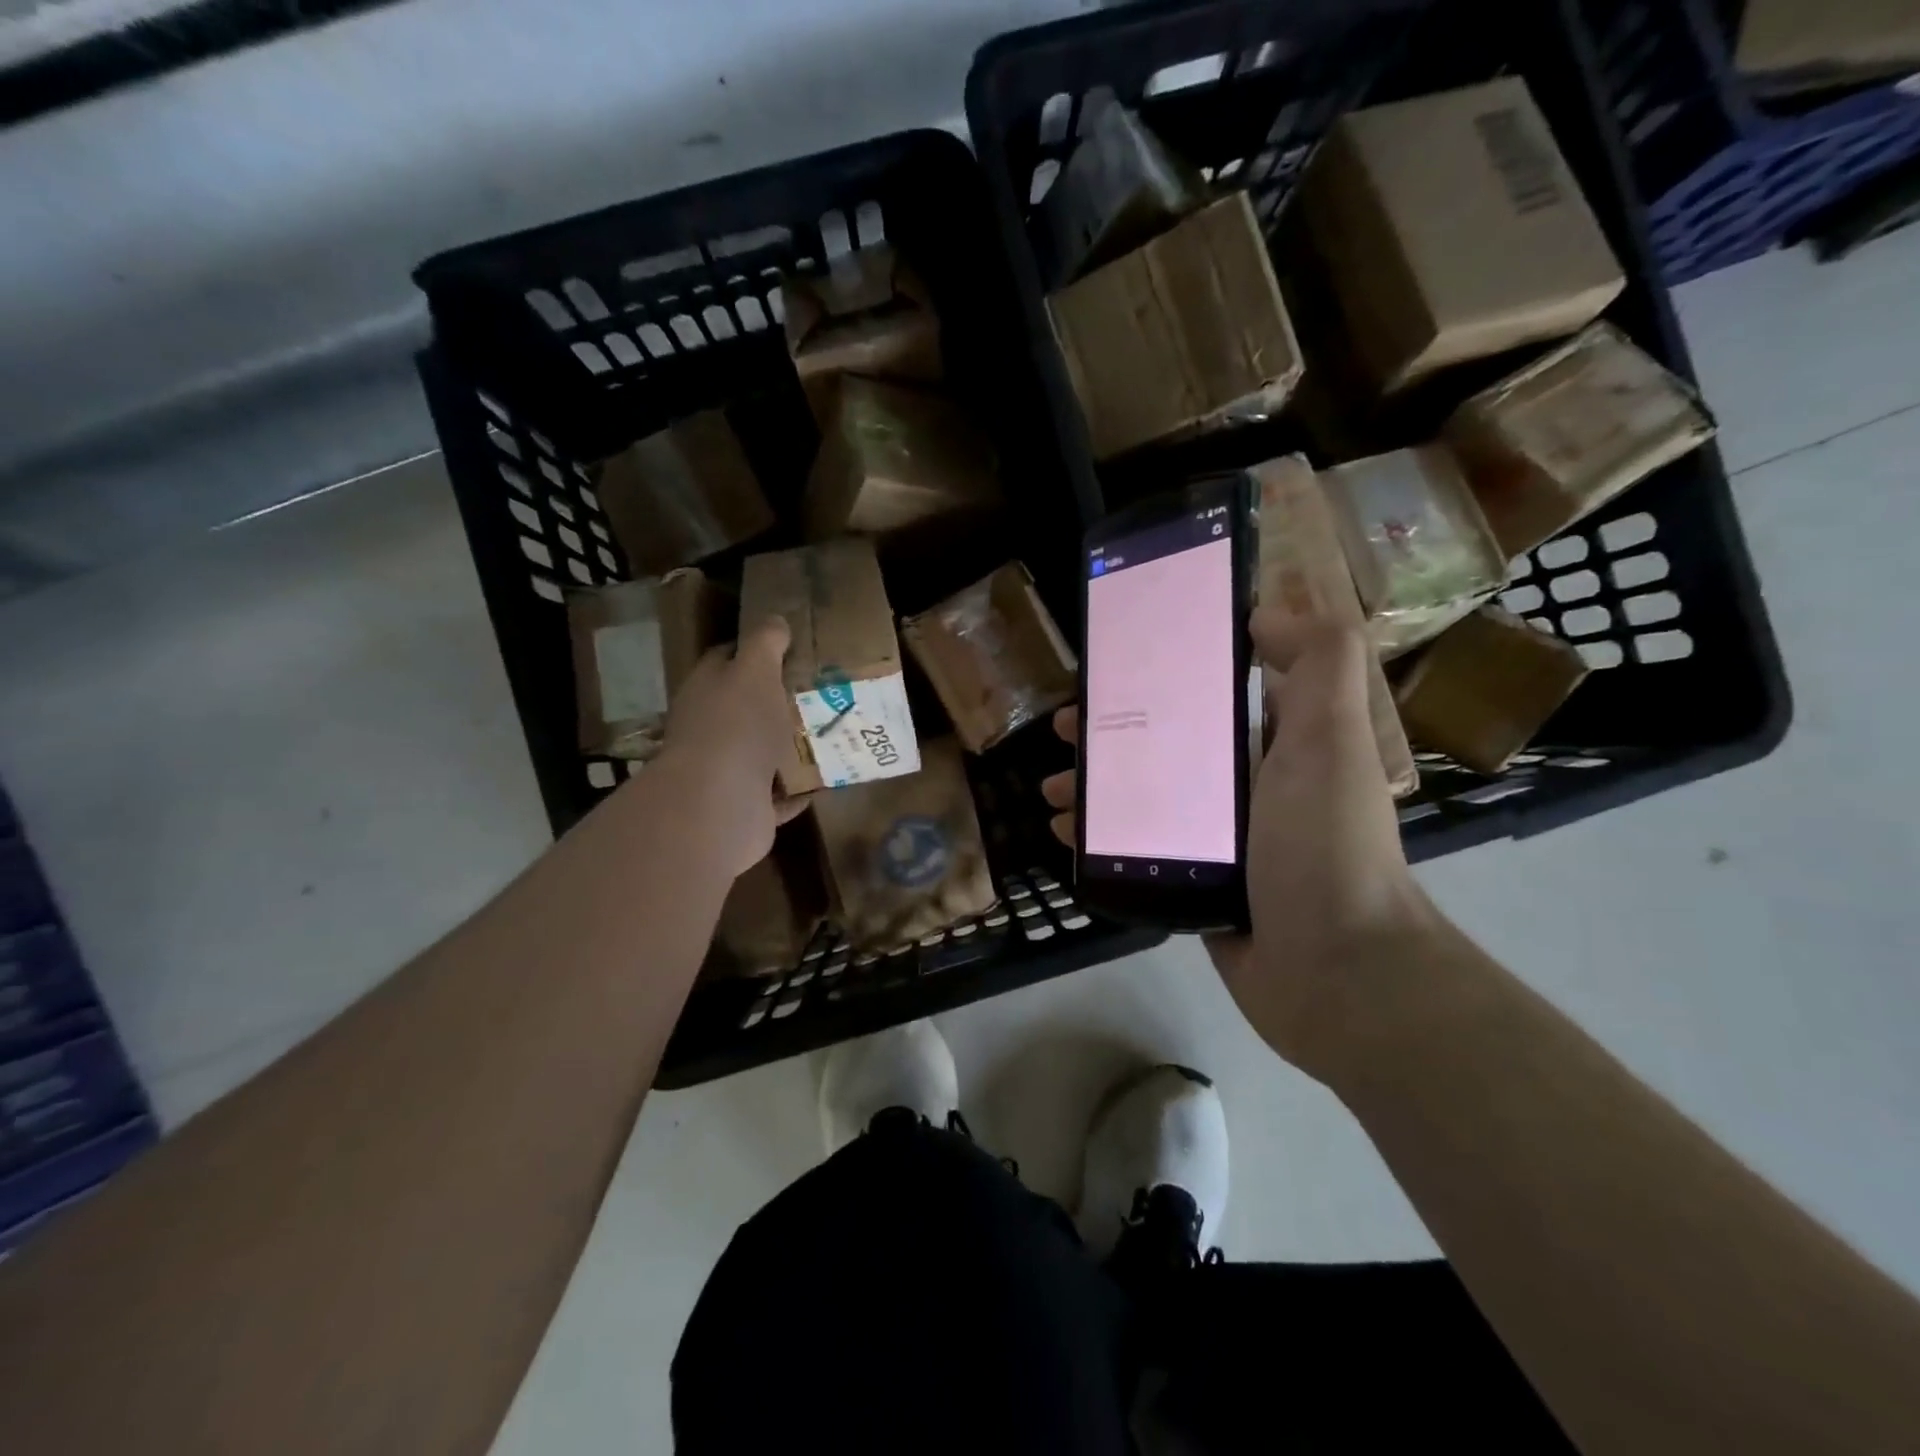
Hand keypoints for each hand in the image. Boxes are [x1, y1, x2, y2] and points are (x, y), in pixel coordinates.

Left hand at [658, 617, 809, 877]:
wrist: (719, 803)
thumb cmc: (737, 725)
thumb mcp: (755, 670)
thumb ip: (765, 643)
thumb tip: (775, 619)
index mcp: (707, 689)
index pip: (726, 659)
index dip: (756, 650)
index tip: (791, 647)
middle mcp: (710, 729)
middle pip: (746, 708)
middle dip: (779, 701)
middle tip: (822, 691)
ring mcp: (725, 771)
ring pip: (762, 752)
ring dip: (791, 747)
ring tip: (832, 732)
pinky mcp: (745, 806)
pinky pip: (777, 795)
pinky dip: (797, 790)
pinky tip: (826, 780)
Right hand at [1042, 608, 1435, 1076]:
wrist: (1336, 972)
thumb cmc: (1324, 844)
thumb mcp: (1330, 738)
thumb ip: (1319, 662)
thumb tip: (1265, 613)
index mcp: (1279, 746)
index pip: (1213, 695)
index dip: (1164, 676)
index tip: (1115, 669)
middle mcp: (1249, 788)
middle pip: (1167, 746)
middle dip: (1113, 733)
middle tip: (1066, 729)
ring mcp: (1221, 841)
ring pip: (1145, 798)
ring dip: (1097, 787)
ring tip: (1053, 789)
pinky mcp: (1196, 885)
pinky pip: (1139, 850)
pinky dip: (1101, 839)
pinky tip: (1065, 835)